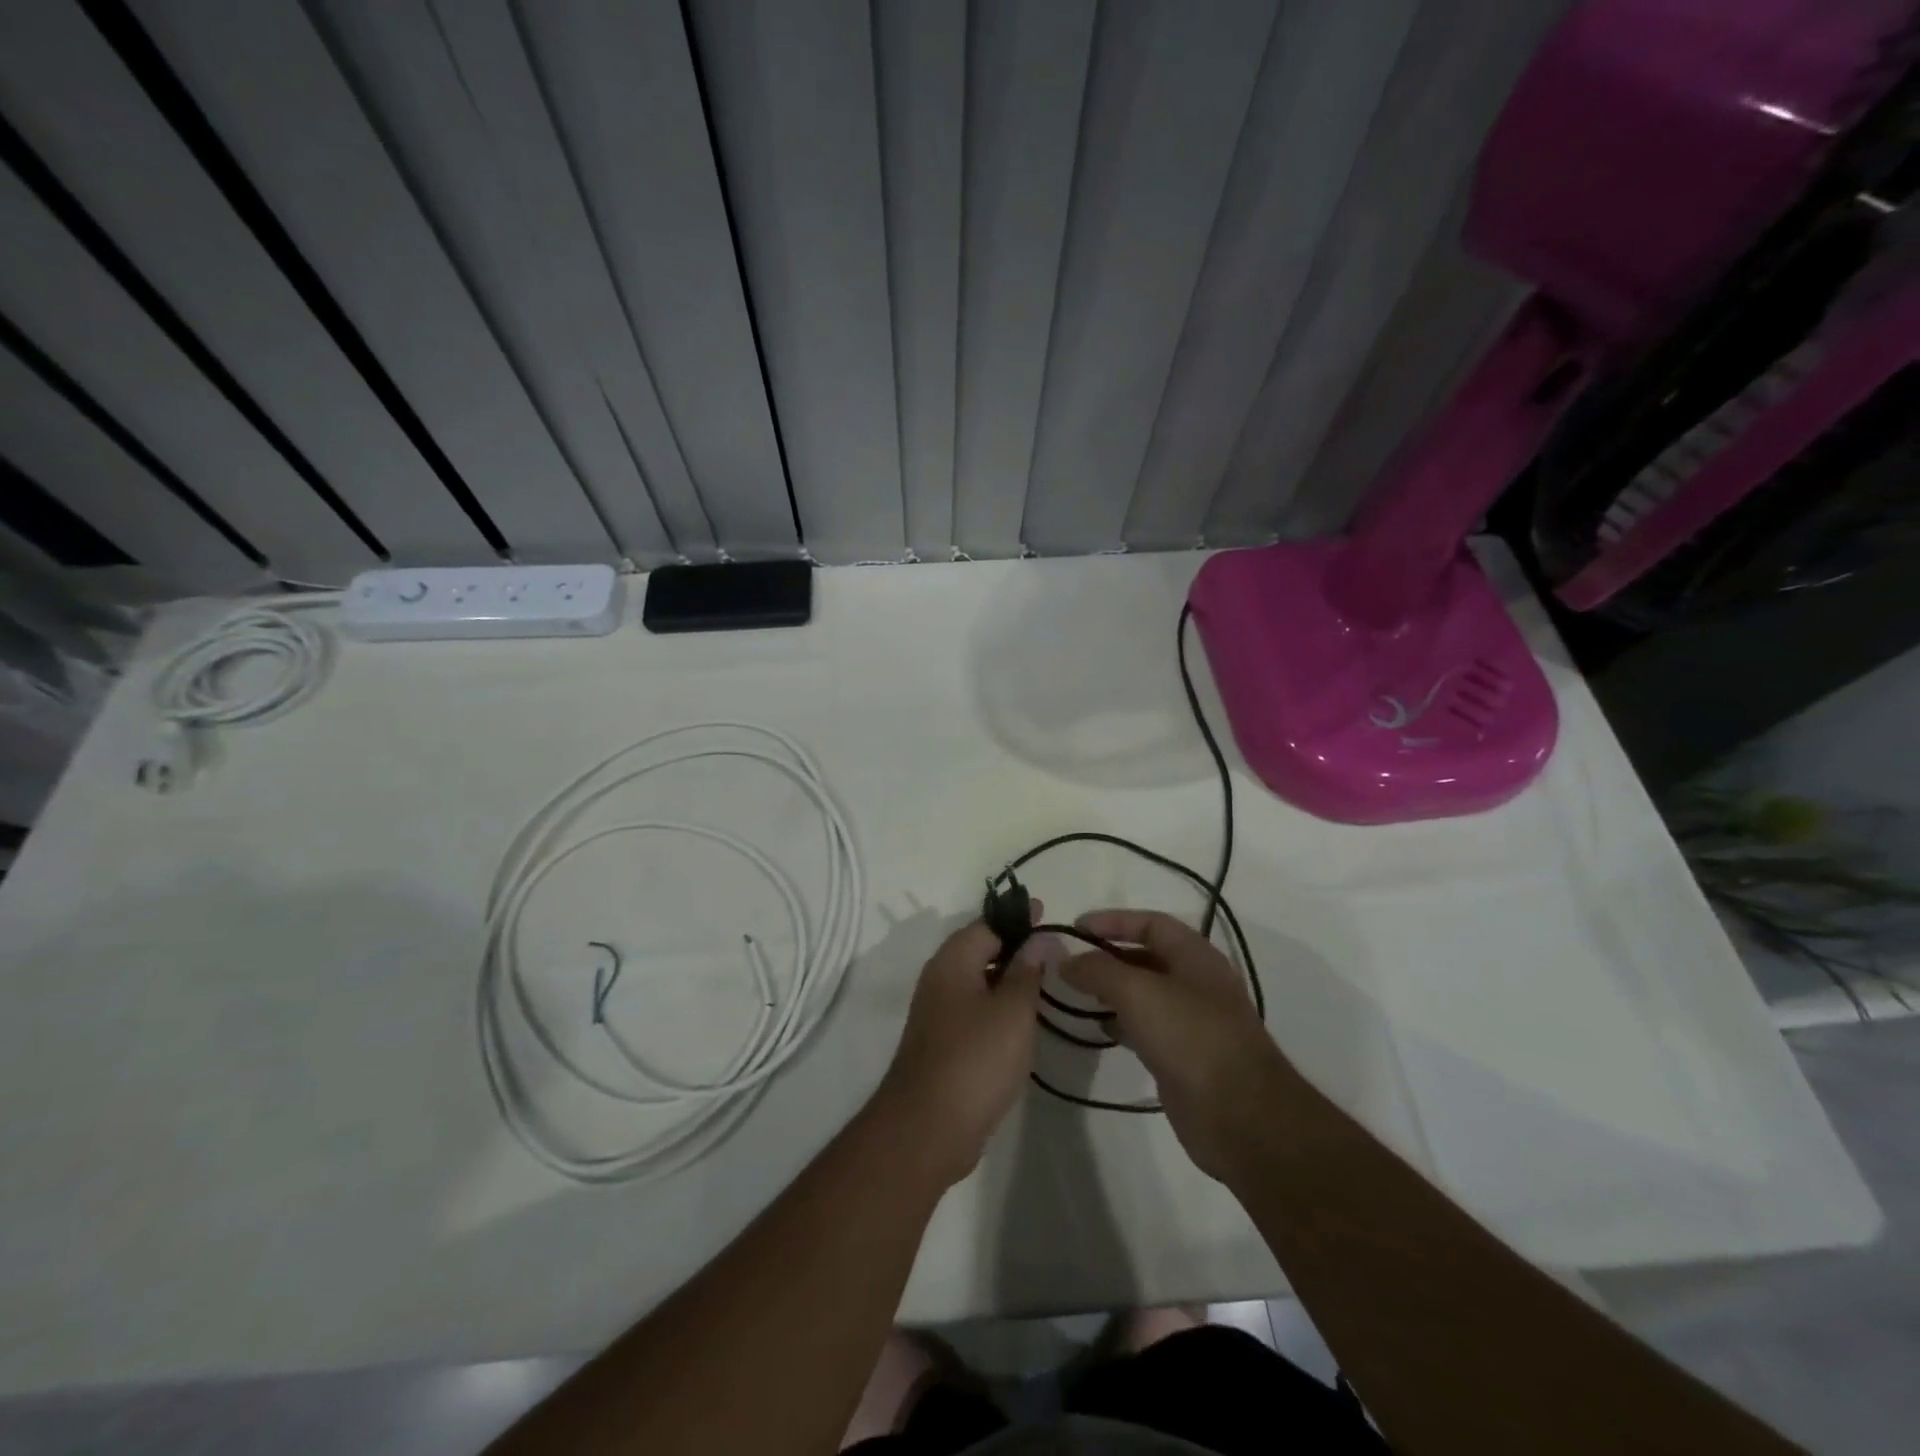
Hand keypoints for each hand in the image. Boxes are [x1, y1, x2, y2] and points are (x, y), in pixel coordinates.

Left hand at [874, 915, 1046, 1186]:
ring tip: (1044, 983)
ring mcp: (937, 1013)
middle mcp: (939, 980)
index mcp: (952, 961)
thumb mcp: (1012, 1010)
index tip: (1048, 915)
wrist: (927, 1128)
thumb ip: (1027, 970)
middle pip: (979, 950)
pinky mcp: (942, 1044)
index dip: (1018, 919)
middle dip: (1014, 947)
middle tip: (1053, 951)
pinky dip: (997, 1007)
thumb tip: (1039, 938)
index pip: (987, 924)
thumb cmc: (975, 1059)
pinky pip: (974, 1011)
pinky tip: (1021, 1022)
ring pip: (977, 982)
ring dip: (1007, 979)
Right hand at [1062, 909, 1294, 1181]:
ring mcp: (1192, 1021)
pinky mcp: (1184, 1056)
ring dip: (1113, 990)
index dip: (1112, 920)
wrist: (1240, 1115)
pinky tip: (1101, 1028)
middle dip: (1109, 956)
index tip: (1075, 929)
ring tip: (1078, 994)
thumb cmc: (1191, 1037)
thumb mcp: (1138, 992)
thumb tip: (1065, 960)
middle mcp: (1196, 982)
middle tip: (1071, 964)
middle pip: (1146, 956)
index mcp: (1195, 956)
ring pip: (1145, 994)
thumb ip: (1098, 971)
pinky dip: (1122, 1022)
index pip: (1150, 923)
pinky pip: (1147, 1027)